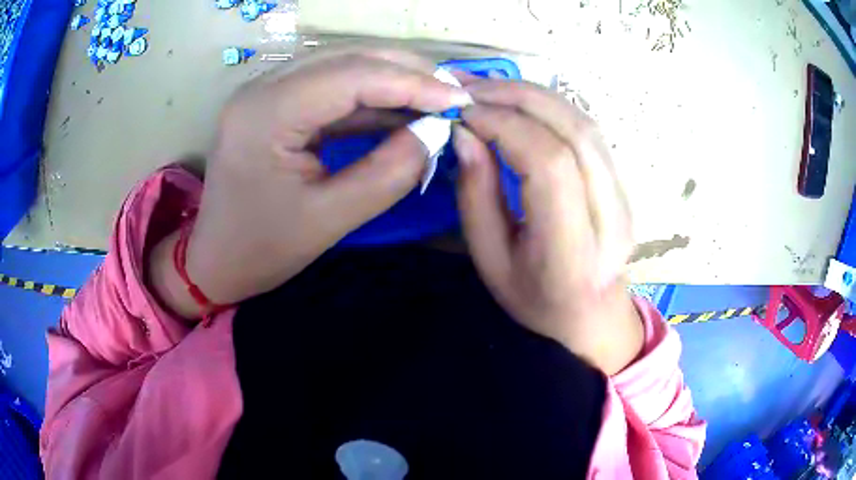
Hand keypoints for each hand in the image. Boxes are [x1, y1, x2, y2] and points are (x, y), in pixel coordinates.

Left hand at [149, 49, 472, 316]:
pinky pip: (328, 86)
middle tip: (452, 92)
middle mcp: (261, 88)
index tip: (459, 98)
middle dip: (405, 70)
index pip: (350, 76)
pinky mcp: (273, 103)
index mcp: (266, 114)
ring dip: (390, 78)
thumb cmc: (262, 250)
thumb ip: (389, 172)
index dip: (411, 82)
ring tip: (434, 96)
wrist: (216, 261)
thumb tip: (435, 132)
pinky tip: (399, 108)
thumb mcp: (330, 219)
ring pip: (340, 65)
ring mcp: (265, 91)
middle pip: (346, 58)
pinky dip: (368, 95)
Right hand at [453, 80, 642, 373]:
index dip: (505, 126)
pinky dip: (551, 107)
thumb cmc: (535, 300)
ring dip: (534, 95)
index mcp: (573, 252)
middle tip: (470, 88)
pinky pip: (588, 131)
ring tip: (490, 88)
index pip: (549, 164)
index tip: (464, 114)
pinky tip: (520, 102)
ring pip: (585, 124)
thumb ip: (476, 195)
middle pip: (574, 132)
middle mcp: (610, 219)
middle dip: (518, 97)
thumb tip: (466, 132)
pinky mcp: (623, 183)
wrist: (592, 316)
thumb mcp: (490, 260)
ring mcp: (624, 197)